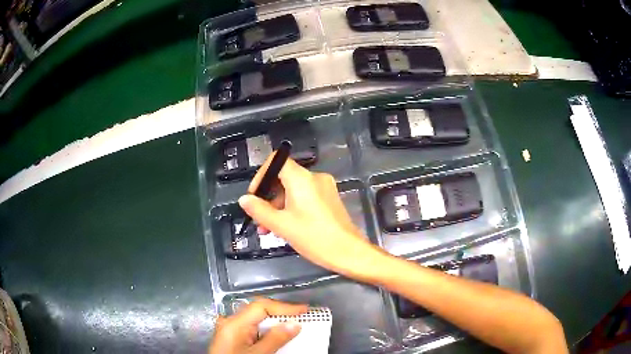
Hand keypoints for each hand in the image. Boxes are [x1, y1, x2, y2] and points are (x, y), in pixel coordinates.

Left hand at [209, 299, 307, 353]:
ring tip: (293, 324)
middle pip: (257, 310)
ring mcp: (229, 329)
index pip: (261, 306)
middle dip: (280, 312)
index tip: (304, 310)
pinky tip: (276, 335)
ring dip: (274, 321)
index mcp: (234, 323)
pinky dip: (265, 330)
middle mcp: (230, 322)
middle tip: (302, 316)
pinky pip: (251, 327)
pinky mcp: (231, 336)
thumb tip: (295, 324)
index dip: (284, 306)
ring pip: (255, 319)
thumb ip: (275, 339)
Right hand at [238, 155, 386, 279]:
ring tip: (268, 230)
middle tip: (258, 219)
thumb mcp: (282, 225)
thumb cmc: (314, 237)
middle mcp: (314, 177)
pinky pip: (305, 197)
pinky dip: (292, 208)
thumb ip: (260, 210)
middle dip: (268, 198)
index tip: (254, 196)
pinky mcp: (330, 199)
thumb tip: (244, 199)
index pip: (276, 161)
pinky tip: (285, 227)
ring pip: (293, 190)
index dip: (261, 176)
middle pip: (284, 178)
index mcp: (302, 179)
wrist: (349, 252)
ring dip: (278, 207)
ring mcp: (324, 188)